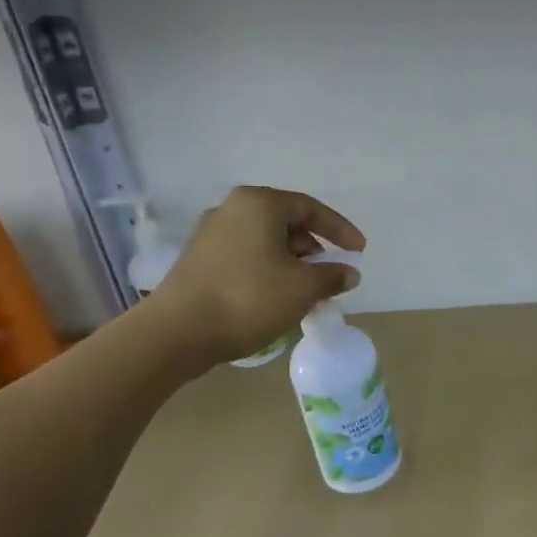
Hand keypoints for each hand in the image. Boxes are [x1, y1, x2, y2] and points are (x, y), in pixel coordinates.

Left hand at [154, 186, 364, 362]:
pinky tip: (277, 297)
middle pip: (287, 223)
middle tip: (330, 275)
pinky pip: (247, 256)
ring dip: (292, 263)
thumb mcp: (302, 288)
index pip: (311, 209)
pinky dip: (269, 270)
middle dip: (314, 250)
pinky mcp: (199, 259)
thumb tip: (349, 272)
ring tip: (306, 292)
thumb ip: (332, 276)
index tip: (359, 251)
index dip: (340, 230)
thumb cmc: (248, 299)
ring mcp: (212, 233)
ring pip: (266, 241)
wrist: (177, 332)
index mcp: (260, 204)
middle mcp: (233, 209)